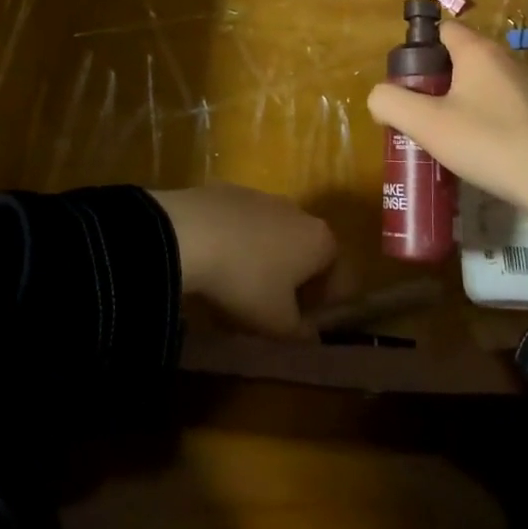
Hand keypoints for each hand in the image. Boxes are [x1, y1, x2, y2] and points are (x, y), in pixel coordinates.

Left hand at [149, 185, 336, 338]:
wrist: (190, 233)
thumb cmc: (247, 281)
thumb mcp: (277, 323)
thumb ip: (301, 333)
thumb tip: (311, 337)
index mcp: (321, 240)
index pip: (338, 275)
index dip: (324, 305)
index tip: (302, 325)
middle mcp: (298, 212)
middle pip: (306, 252)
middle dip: (294, 281)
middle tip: (271, 309)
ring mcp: (263, 197)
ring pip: (273, 236)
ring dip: (264, 261)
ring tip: (238, 287)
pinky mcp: (230, 191)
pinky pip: (243, 225)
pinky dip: (237, 243)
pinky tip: (215, 263)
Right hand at [365, 21, 527, 267]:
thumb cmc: (489, 144)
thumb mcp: (426, 125)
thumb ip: (391, 103)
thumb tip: (379, 96)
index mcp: (479, 52)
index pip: (443, 30)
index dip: (420, 51)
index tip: (409, 84)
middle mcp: (509, 60)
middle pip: (464, 58)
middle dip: (440, 81)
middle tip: (424, 115)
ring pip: (488, 85)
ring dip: (468, 102)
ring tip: (454, 138)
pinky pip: (512, 108)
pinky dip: (495, 121)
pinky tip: (490, 152)